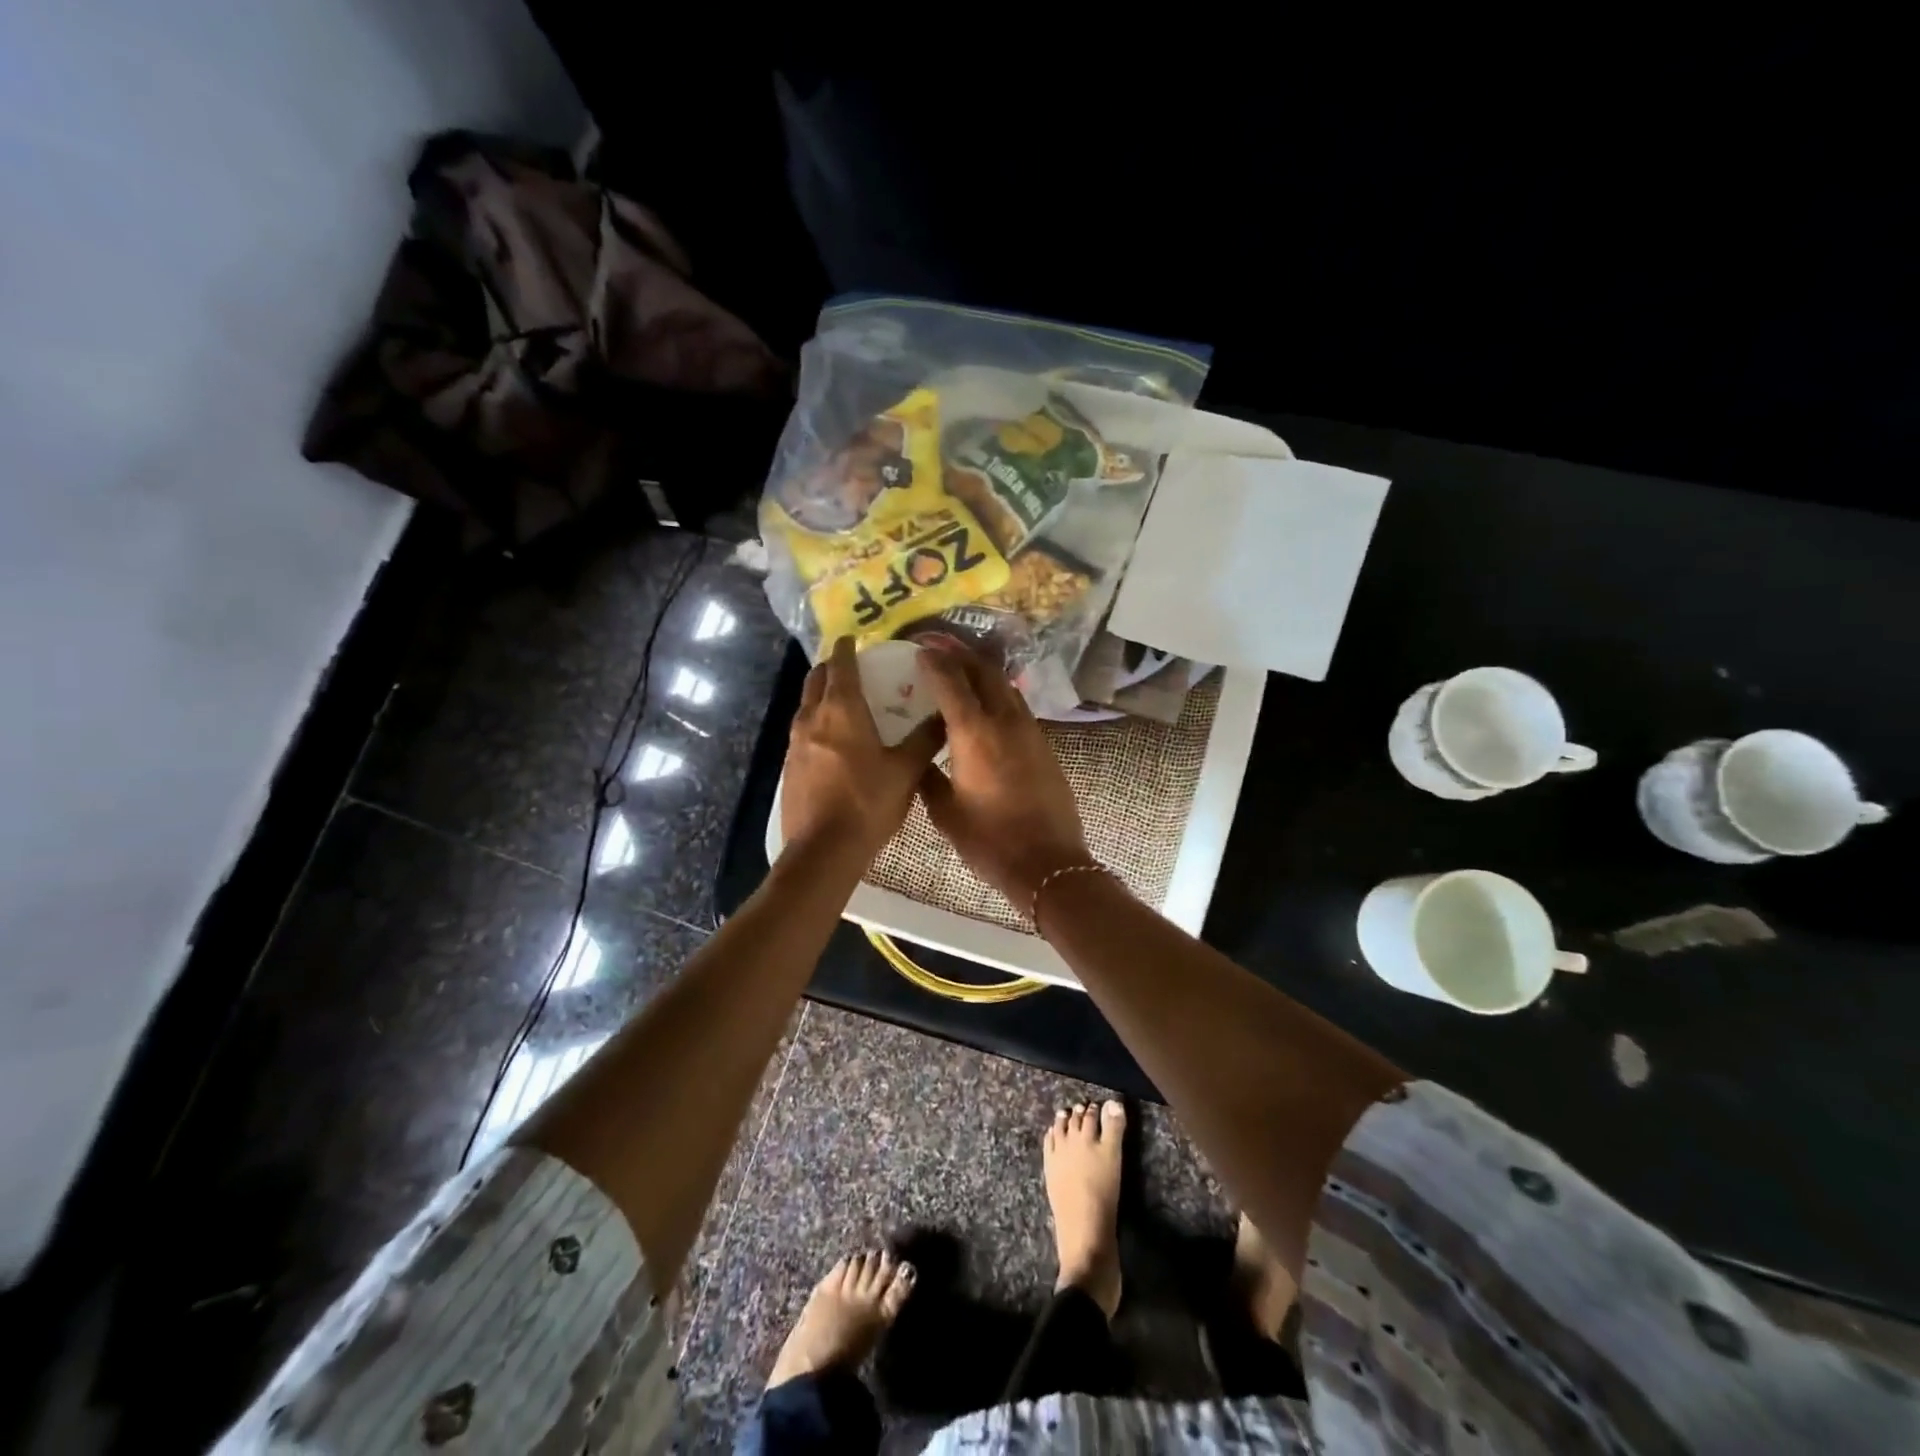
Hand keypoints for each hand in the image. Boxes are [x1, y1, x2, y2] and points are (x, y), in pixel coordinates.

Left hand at [782, 638, 942, 858]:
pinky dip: (818, 723)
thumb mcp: (906, 771)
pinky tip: (835, 742)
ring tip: (847, 704)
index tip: (854, 639)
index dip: (846, 648)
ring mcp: (795, 743)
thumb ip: (925, 739)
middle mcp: (812, 718)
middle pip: (816, 679)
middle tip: (853, 669)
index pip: (840, 665)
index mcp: (841, 710)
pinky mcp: (789, 766)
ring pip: (806, 706)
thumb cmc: (868, 803)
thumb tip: (945, 715)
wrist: (823, 851)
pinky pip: (803, 731)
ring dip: (822, 696)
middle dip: (831, 668)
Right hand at [915, 641, 1092, 907]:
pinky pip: (1017, 705)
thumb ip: (929, 777)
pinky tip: (986, 703)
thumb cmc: (989, 840)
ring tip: (961, 667)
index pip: (951, 682)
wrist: (1047, 862)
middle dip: (960, 653)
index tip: (919, 649)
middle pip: (983, 671)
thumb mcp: (946, 812)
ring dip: (982, 670)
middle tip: (939, 645)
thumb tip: (921, 759)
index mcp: (974, 733)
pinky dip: (997, 693)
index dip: (934, 661)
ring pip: (1005, 685)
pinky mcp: (1044, 744)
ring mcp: (1030, 730)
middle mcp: (1004, 721)